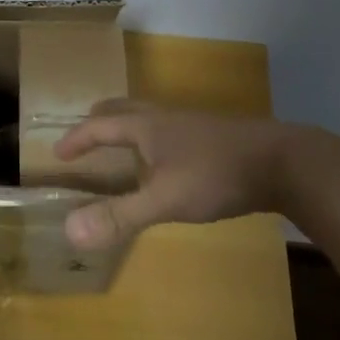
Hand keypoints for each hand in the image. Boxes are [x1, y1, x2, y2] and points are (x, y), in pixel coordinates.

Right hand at [53, 100, 315, 248]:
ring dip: (127, 126)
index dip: (77, 139)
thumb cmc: (217, 174)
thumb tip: (69, 230)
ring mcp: (192, 125)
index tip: (57, 152)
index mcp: (146, 126)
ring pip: (149, 117)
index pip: (100, 126)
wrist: (283, 161)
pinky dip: (152, 139)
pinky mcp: (214, 136)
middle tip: (85, 134)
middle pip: (124, 109)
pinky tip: (167, 162)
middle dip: (100, 120)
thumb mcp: (165, 199)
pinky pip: (170, 130)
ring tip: (122, 145)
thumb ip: (120, 215)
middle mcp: (165, 118)